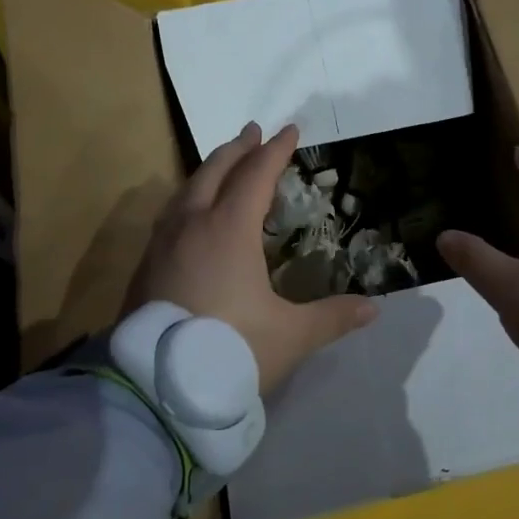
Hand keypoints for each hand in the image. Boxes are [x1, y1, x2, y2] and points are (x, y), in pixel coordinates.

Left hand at [125, 122, 377, 392]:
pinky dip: (189, 199)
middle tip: (254, 132)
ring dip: (210, 170)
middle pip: (215, 171)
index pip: (256, 176)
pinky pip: (171, 215)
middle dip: (238, 148)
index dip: (276, 151)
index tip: (290, 130)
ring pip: (187, 190)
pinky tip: (192, 215)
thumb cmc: (230, 351)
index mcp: (228, 230)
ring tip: (223, 164)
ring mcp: (163, 244)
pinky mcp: (145, 266)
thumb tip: (373, 309)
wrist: (155, 388)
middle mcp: (192, 225)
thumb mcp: (290, 336)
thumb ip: (332, 317)